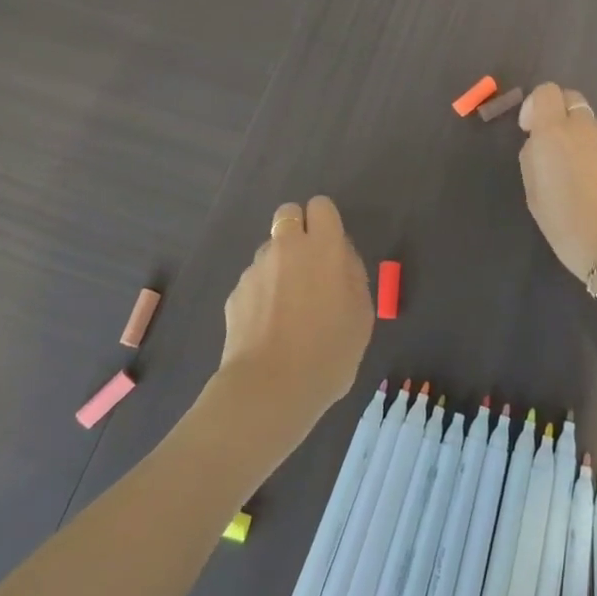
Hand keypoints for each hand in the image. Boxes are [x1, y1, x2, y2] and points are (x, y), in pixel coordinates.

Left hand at [216, 197, 372, 432]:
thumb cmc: (329, 353)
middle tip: (309, 267)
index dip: (326, 223)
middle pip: (288, 214)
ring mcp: (256, 268)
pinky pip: (253, 281)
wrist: (270, 389)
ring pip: (269, 249)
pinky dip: (261, 295)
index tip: (331, 249)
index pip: (322, 206)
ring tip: (286, 308)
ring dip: (279, 265)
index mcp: (324, 247)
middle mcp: (287, 247)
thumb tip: (340, 260)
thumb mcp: (361, 316)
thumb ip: (352, 276)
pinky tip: (267, 327)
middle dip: (298, 230)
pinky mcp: (235, 292)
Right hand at [518, 82, 596, 282]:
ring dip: (577, 138)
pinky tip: (594, 189)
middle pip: (571, 100)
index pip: (546, 92)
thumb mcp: (536, 195)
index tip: (529, 131)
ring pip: (589, 125)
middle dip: (557, 113)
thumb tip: (540, 146)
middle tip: (550, 146)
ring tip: (573, 176)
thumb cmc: (569, 226)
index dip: (534, 106)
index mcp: (555, 133)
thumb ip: (534, 160)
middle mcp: (585, 129)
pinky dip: (594, 156)